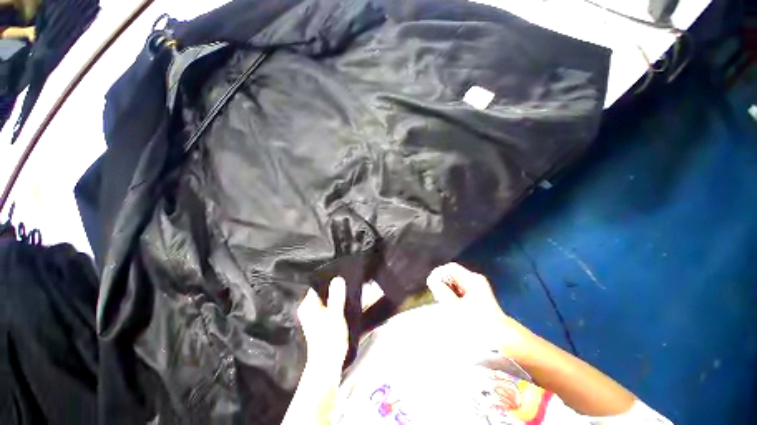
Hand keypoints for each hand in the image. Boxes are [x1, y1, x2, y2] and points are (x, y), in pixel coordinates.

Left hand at [297, 277, 348, 367]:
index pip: (318, 284)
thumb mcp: (335, 315)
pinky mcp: (321, 320)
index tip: (344, 275)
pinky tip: (346, 304)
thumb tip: (337, 278)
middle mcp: (308, 308)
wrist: (327, 365)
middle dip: (336, 288)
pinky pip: (329, 306)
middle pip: (323, 291)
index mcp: (308, 305)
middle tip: (349, 284)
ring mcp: (314, 315)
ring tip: (349, 293)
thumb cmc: (329, 340)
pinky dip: (337, 304)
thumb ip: (336, 297)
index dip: (331, 279)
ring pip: (327, 299)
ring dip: (337, 296)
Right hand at [426, 263, 532, 360]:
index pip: (450, 268)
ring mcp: (478, 288)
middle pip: (453, 274)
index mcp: (472, 280)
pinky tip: (451, 305)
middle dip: (442, 282)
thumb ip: (442, 291)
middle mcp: (476, 280)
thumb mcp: (455, 307)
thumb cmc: (477, 323)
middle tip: (437, 295)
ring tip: (443, 301)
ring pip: (456, 282)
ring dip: (447, 289)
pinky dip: (453, 294)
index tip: (431, 284)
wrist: (501, 340)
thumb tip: (432, 280)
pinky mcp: (478, 296)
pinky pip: (460, 289)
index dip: (438, 273)